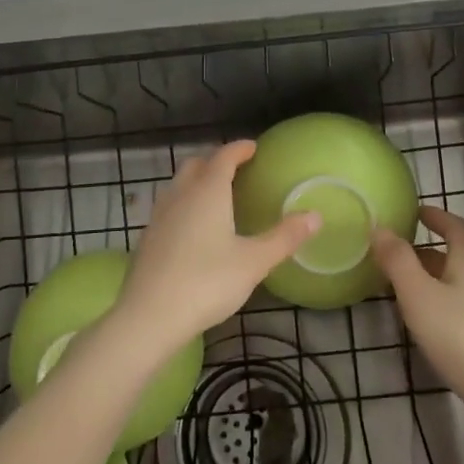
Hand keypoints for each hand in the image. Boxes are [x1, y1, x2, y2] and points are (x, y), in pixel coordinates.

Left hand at [110, 141, 318, 359]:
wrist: (149, 316)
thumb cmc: (206, 283)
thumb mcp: (254, 262)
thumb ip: (284, 237)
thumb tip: (316, 216)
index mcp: (208, 191)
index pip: (224, 157)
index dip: (239, 149)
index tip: (253, 147)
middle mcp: (181, 194)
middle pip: (196, 164)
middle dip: (216, 161)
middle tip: (236, 169)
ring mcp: (159, 215)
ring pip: (179, 184)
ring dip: (197, 180)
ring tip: (216, 195)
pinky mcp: (148, 237)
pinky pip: (169, 206)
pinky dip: (184, 203)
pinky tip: (193, 227)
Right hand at [372, 205, 463, 419]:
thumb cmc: (460, 337)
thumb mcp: (419, 295)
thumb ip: (397, 260)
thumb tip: (381, 227)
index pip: (455, 226)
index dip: (436, 216)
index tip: (415, 212)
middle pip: (456, 256)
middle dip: (425, 252)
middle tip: (394, 256)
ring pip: (457, 285)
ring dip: (431, 280)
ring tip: (401, 290)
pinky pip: (462, 309)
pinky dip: (440, 304)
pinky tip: (426, 326)